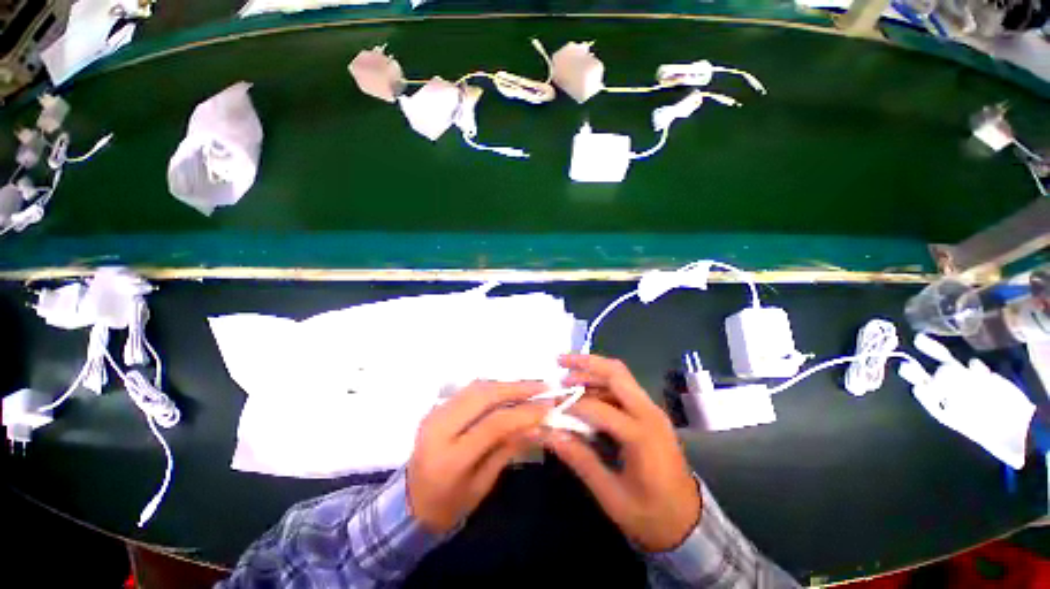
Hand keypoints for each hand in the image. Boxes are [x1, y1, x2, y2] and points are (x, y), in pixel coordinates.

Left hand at [407, 381, 548, 533]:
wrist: (409, 503)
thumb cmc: (449, 505)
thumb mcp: (483, 484)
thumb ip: (508, 449)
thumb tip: (538, 425)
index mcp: (450, 459)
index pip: (493, 424)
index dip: (524, 413)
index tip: (548, 407)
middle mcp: (439, 429)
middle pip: (483, 396)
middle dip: (516, 388)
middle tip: (543, 388)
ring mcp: (434, 414)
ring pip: (476, 387)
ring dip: (506, 384)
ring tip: (530, 387)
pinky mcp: (436, 407)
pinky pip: (469, 390)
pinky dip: (493, 387)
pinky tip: (509, 391)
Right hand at [544, 354, 700, 552]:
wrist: (690, 524)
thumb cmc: (651, 515)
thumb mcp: (611, 495)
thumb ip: (579, 459)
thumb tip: (547, 433)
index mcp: (642, 435)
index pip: (599, 409)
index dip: (571, 405)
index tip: (550, 408)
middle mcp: (650, 413)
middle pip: (616, 373)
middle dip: (586, 363)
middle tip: (560, 362)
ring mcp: (652, 410)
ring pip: (620, 376)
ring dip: (593, 370)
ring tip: (567, 374)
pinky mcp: (651, 413)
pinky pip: (624, 388)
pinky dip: (602, 383)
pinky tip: (585, 390)